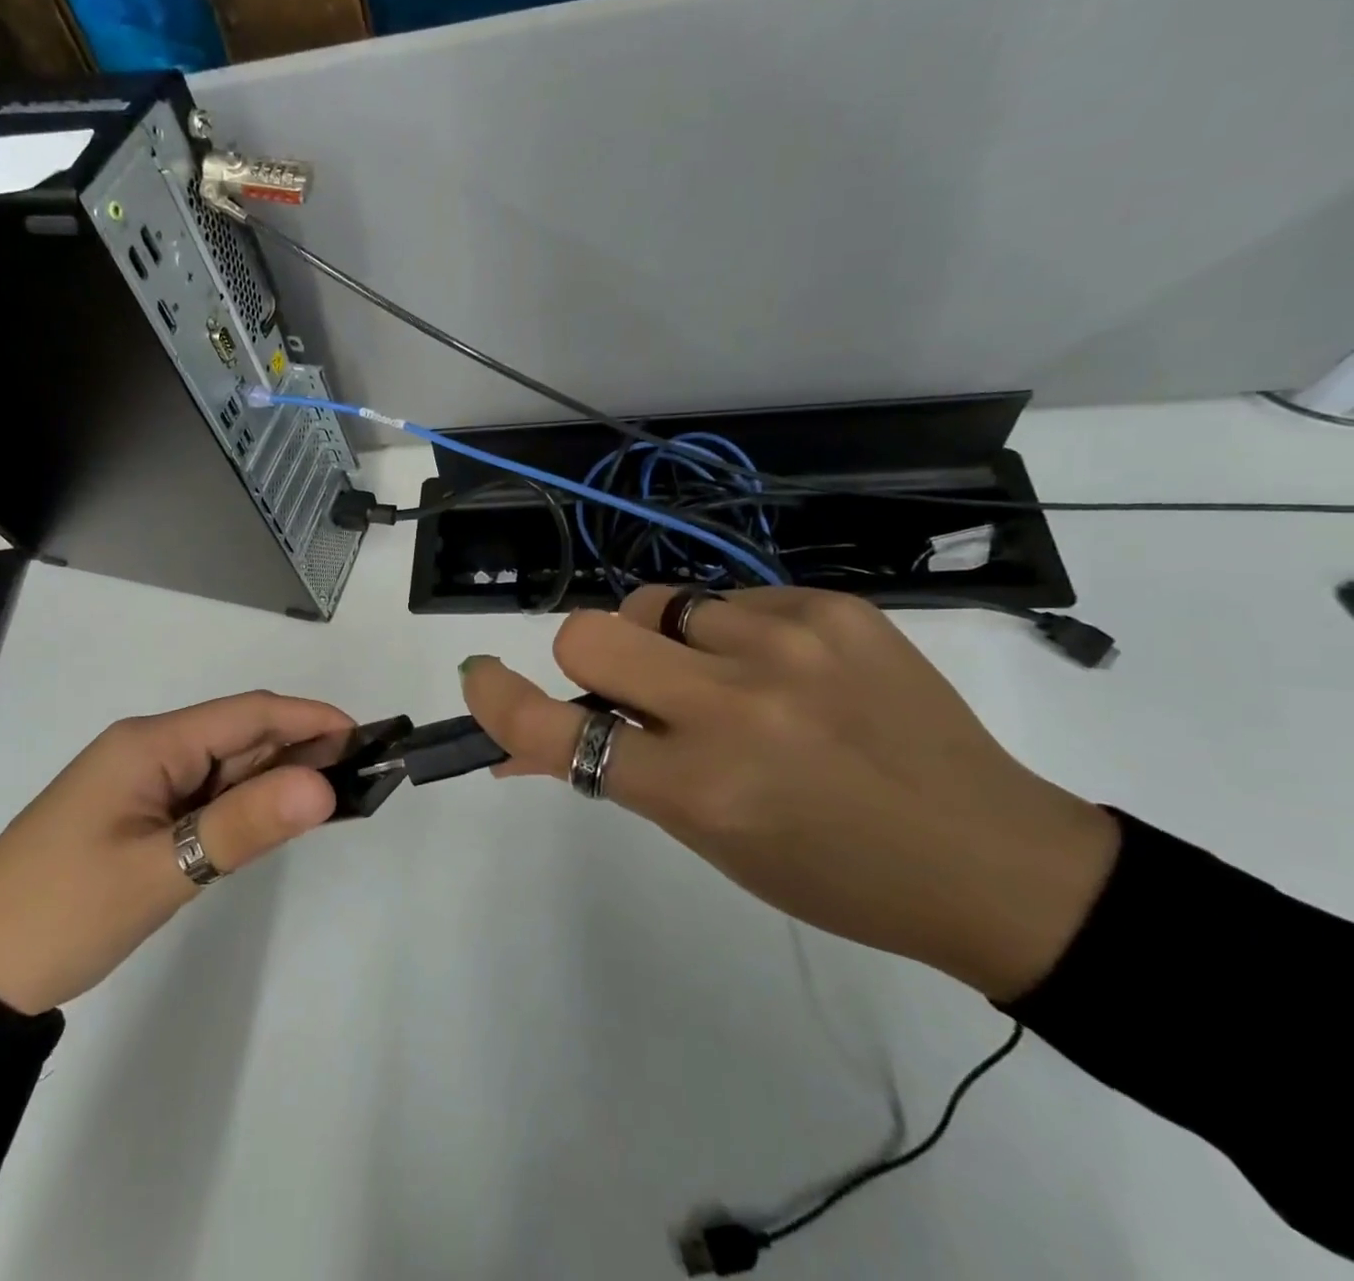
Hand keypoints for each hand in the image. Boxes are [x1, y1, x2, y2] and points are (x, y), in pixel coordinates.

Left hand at [0, 692, 351, 1013]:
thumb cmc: (63, 913)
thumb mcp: (162, 870)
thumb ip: (245, 824)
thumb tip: (324, 786)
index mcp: (149, 743)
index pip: (247, 713)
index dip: (308, 718)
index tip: (364, 736)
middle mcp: (147, 749)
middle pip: (238, 735)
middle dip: (299, 748)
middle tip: (361, 775)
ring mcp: (141, 782)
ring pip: (224, 766)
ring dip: (275, 776)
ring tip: (332, 795)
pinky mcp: (137, 815)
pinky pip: (204, 795)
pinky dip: (244, 803)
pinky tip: (274, 818)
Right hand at [459, 588, 1119, 1000]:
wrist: (992, 857)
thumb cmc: (831, 872)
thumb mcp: (709, 836)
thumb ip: (617, 772)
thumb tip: (533, 740)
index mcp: (701, 784)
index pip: (559, 730)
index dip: (500, 701)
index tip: (479, 676)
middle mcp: (735, 702)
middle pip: (590, 630)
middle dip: (587, 656)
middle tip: (632, 686)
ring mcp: (789, 642)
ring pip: (657, 604)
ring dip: (666, 642)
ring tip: (729, 680)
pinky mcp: (832, 606)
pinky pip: (730, 599)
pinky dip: (731, 633)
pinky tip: (789, 669)